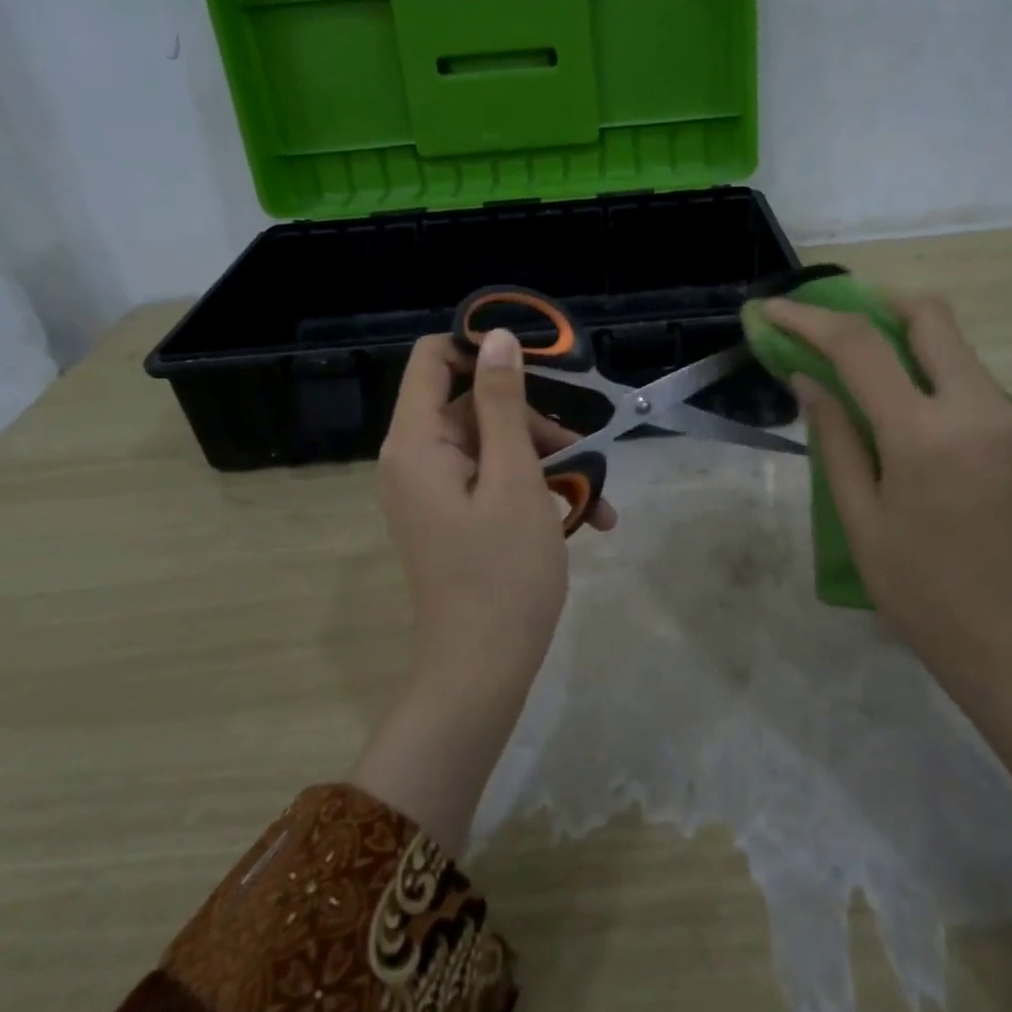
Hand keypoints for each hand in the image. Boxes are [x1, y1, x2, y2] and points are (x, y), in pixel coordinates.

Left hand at [377, 327, 614, 688]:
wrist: (482, 673)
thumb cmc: (503, 572)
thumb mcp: (514, 478)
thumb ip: (504, 404)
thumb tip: (497, 338)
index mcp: (416, 443)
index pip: (433, 359)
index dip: (481, 349)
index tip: (537, 364)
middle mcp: (415, 459)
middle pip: (472, 404)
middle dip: (532, 419)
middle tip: (583, 449)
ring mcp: (433, 490)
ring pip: (491, 443)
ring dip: (545, 459)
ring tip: (596, 494)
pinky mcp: (452, 515)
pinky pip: (491, 479)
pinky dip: (532, 488)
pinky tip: (585, 517)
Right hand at [761, 292, 1011, 694]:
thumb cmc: (921, 593)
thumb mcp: (859, 518)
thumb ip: (834, 438)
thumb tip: (808, 380)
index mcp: (924, 436)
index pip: (860, 346)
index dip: (810, 319)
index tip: (776, 309)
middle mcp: (979, 411)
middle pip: (930, 316)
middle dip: (876, 304)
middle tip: (838, 325)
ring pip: (956, 349)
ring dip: (909, 345)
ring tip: (869, 377)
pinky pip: (977, 385)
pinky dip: (937, 380)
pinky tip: (916, 420)